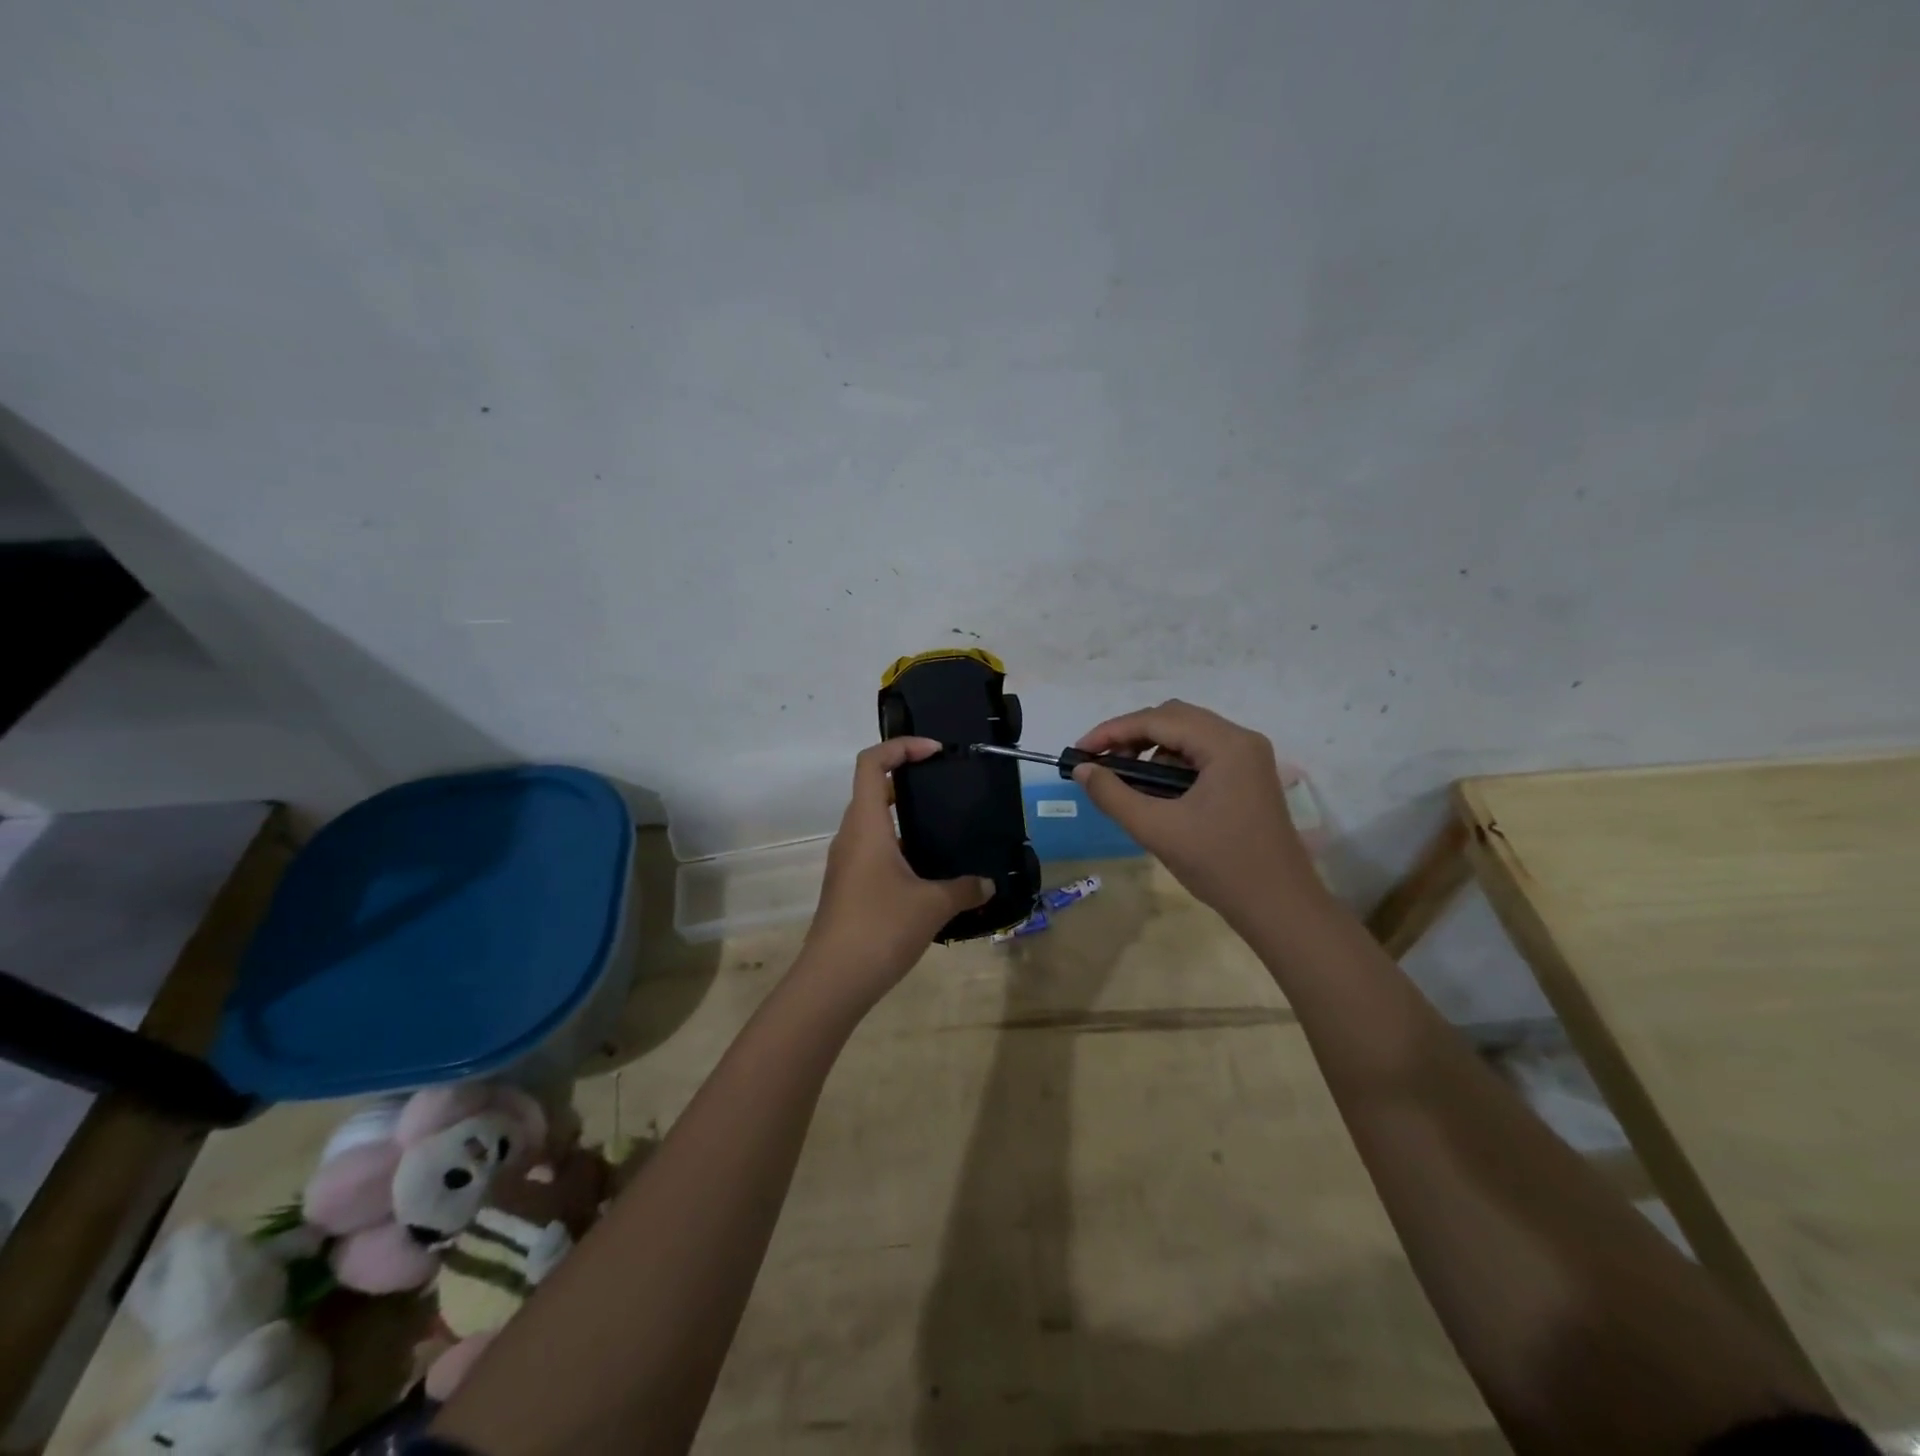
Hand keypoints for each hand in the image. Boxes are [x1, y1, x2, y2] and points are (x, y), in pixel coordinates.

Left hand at [798, 738, 991, 1005]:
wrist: (833, 981)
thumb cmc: (880, 928)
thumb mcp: (932, 905)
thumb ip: (964, 888)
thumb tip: (987, 884)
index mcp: (866, 826)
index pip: (871, 763)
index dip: (901, 747)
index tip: (935, 752)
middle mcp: (851, 836)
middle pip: (873, 789)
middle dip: (908, 780)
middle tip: (945, 788)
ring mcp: (846, 863)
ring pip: (873, 823)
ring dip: (904, 818)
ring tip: (943, 829)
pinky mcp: (848, 887)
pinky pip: (873, 851)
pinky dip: (899, 847)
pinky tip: (928, 872)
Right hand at [1072, 700, 1324, 931]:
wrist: (1279, 907)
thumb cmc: (1219, 865)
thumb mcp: (1157, 829)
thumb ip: (1113, 794)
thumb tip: (1082, 770)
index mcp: (1225, 744)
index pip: (1157, 720)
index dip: (1112, 732)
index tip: (1079, 752)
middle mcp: (1240, 739)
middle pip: (1174, 718)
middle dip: (1131, 735)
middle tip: (1099, 763)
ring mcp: (1248, 757)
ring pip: (1188, 734)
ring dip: (1151, 749)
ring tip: (1125, 779)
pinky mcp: (1248, 775)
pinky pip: (1201, 753)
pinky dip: (1172, 763)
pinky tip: (1156, 791)